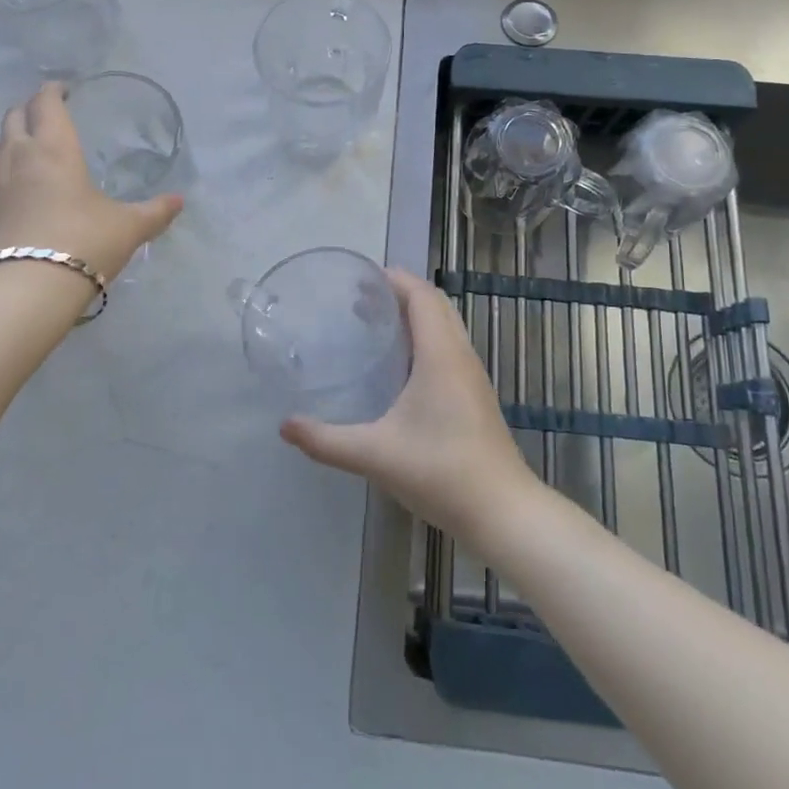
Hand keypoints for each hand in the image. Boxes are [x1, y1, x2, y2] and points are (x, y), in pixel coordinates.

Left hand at [0, 83, 182, 282]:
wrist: (25, 288)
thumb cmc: (84, 244)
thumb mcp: (128, 228)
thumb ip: (155, 211)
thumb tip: (180, 201)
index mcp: (55, 148)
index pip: (47, 103)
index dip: (54, 91)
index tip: (62, 90)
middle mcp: (16, 153)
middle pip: (15, 116)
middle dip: (30, 111)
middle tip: (45, 118)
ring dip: (6, 141)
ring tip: (19, 153)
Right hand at [280, 269, 539, 543]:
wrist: (502, 511)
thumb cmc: (441, 472)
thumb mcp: (375, 455)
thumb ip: (326, 441)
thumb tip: (285, 426)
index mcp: (440, 354)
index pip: (421, 295)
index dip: (394, 279)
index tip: (359, 278)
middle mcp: (460, 355)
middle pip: (435, 304)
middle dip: (400, 292)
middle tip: (360, 300)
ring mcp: (472, 375)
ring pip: (446, 325)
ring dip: (415, 314)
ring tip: (376, 324)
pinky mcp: (475, 395)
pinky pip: (450, 346)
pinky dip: (426, 336)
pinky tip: (401, 366)